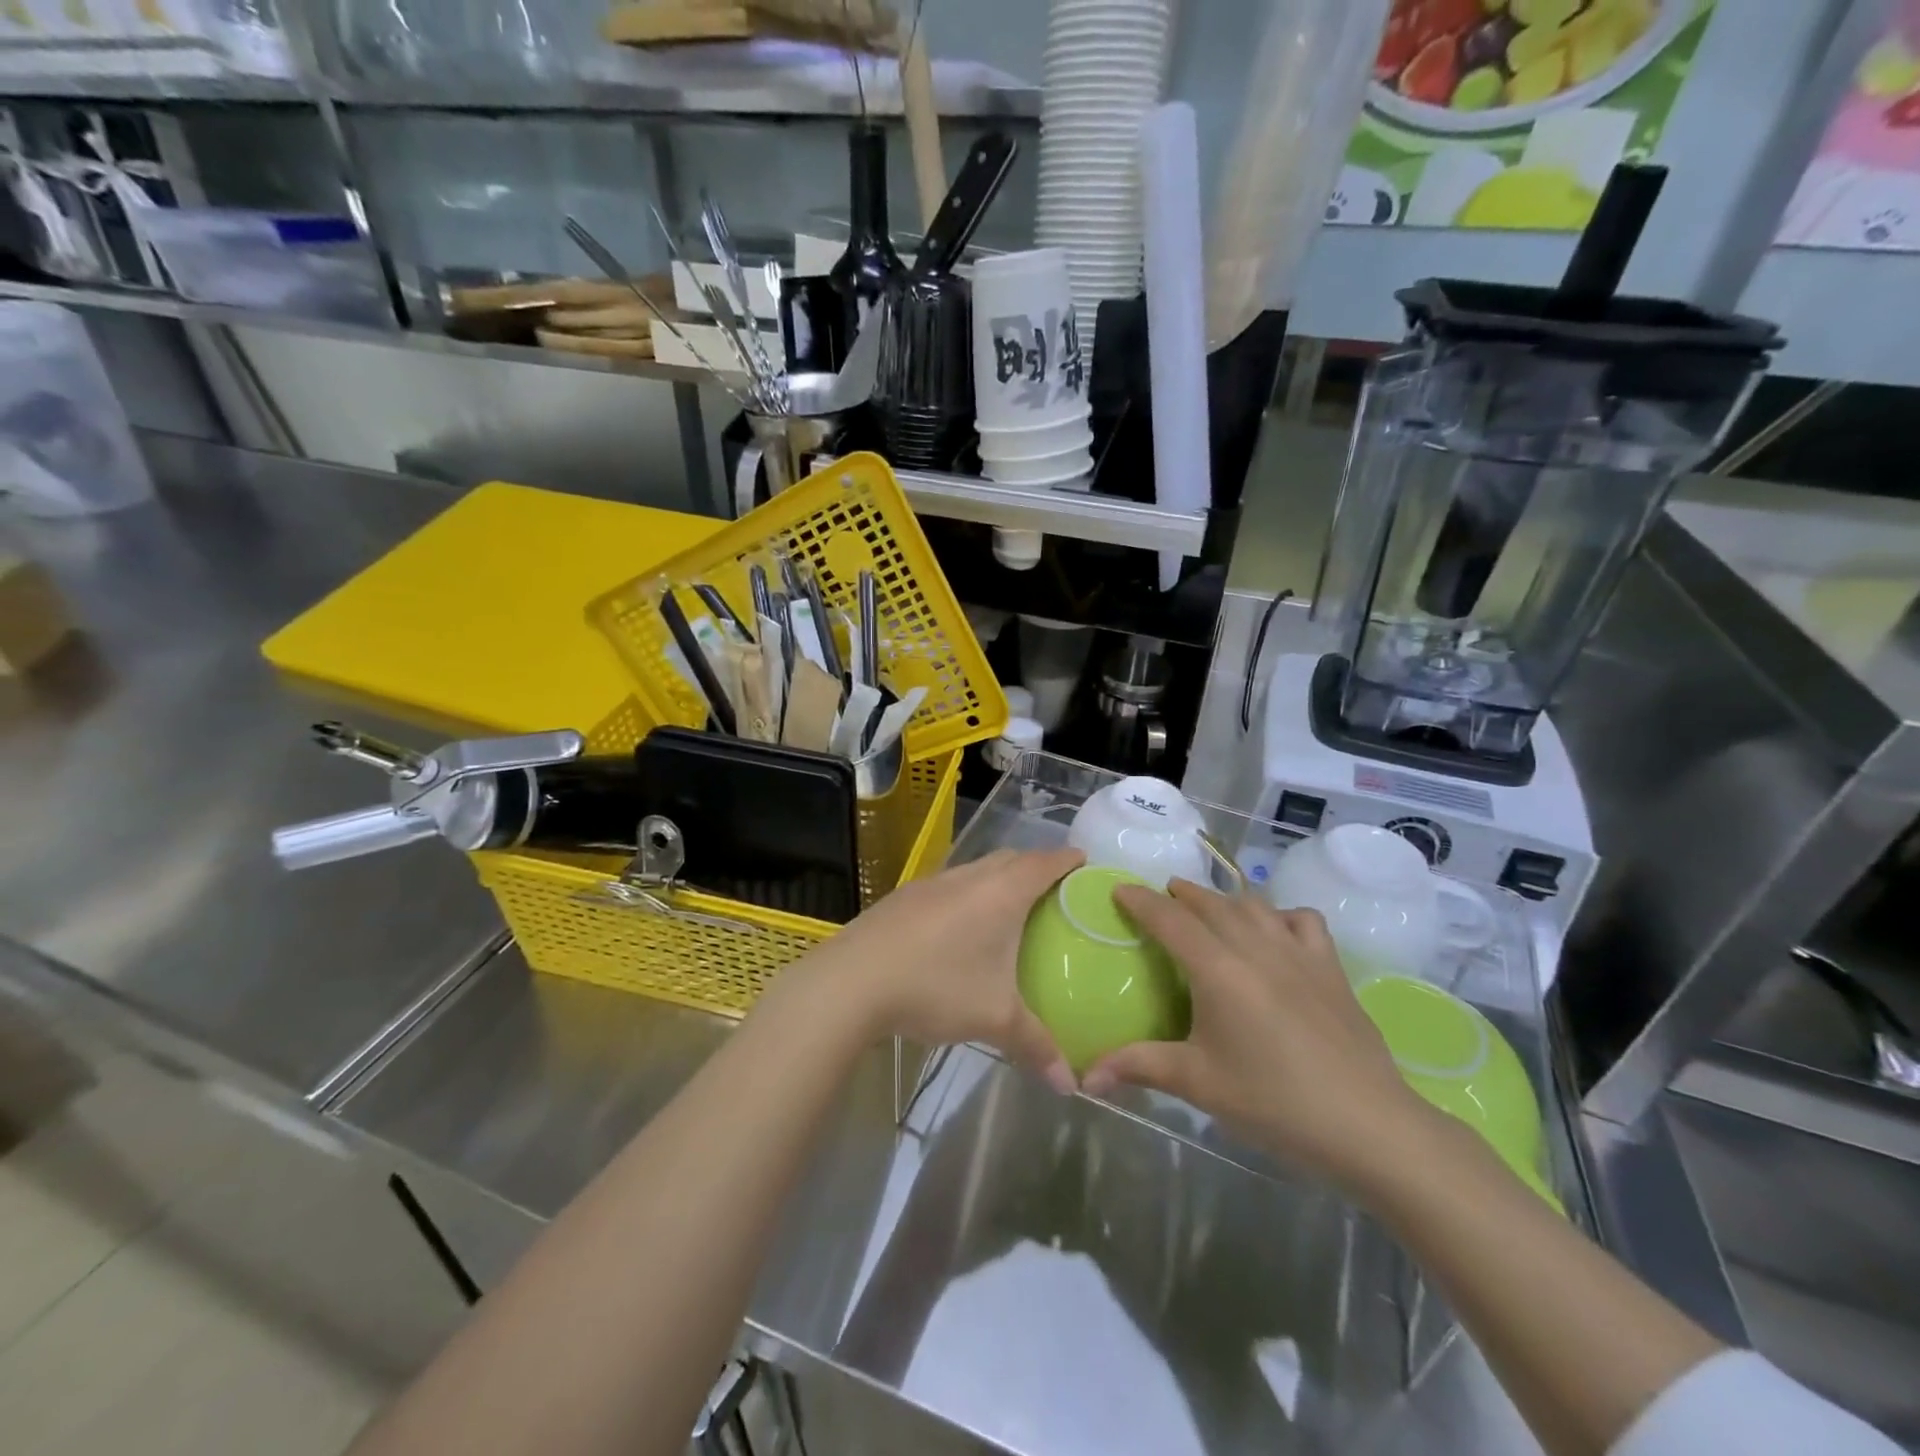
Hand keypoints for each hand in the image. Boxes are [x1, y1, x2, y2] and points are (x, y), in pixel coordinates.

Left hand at [795, 848, 1084, 1094]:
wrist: (852, 980)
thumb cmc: (936, 986)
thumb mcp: (994, 1019)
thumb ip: (1036, 1046)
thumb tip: (1070, 1084)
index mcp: (1000, 893)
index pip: (1044, 863)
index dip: (1067, 860)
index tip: (1084, 862)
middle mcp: (969, 877)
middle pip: (1010, 858)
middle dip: (1034, 866)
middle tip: (1053, 890)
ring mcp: (932, 883)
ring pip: (976, 869)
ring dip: (996, 878)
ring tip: (1008, 908)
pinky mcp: (904, 896)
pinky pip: (948, 885)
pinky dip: (966, 894)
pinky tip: (958, 928)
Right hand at [1082, 880, 1437, 1194]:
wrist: (1369, 1125)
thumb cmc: (1275, 1102)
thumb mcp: (1199, 1084)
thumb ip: (1139, 1067)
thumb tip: (1085, 1076)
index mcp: (1217, 969)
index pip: (1169, 919)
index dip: (1141, 900)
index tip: (1119, 889)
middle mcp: (1256, 947)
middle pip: (1210, 903)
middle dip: (1180, 895)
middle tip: (1159, 900)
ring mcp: (1298, 953)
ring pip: (1253, 905)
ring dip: (1224, 899)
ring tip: (1207, 908)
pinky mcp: (1331, 968)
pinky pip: (1301, 920)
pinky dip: (1280, 915)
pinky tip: (1275, 932)